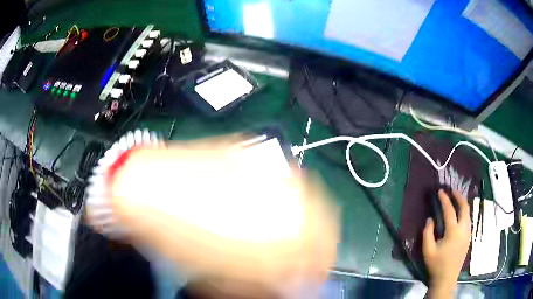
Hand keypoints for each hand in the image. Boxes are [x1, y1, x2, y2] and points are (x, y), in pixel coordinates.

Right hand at [423, 190, 470, 297]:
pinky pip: (468, 219)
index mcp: (453, 231)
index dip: (445, 199)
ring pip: (468, 213)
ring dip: (462, 204)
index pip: (450, 210)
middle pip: (464, 207)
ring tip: (456, 199)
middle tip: (452, 190)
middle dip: (459, 196)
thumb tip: (430, 219)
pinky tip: (459, 214)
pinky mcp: (468, 237)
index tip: (440, 191)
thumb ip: (427, 233)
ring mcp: (467, 233)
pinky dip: (464, 212)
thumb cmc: (436, 265)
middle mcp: (463, 229)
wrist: (447, 278)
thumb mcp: (428, 250)